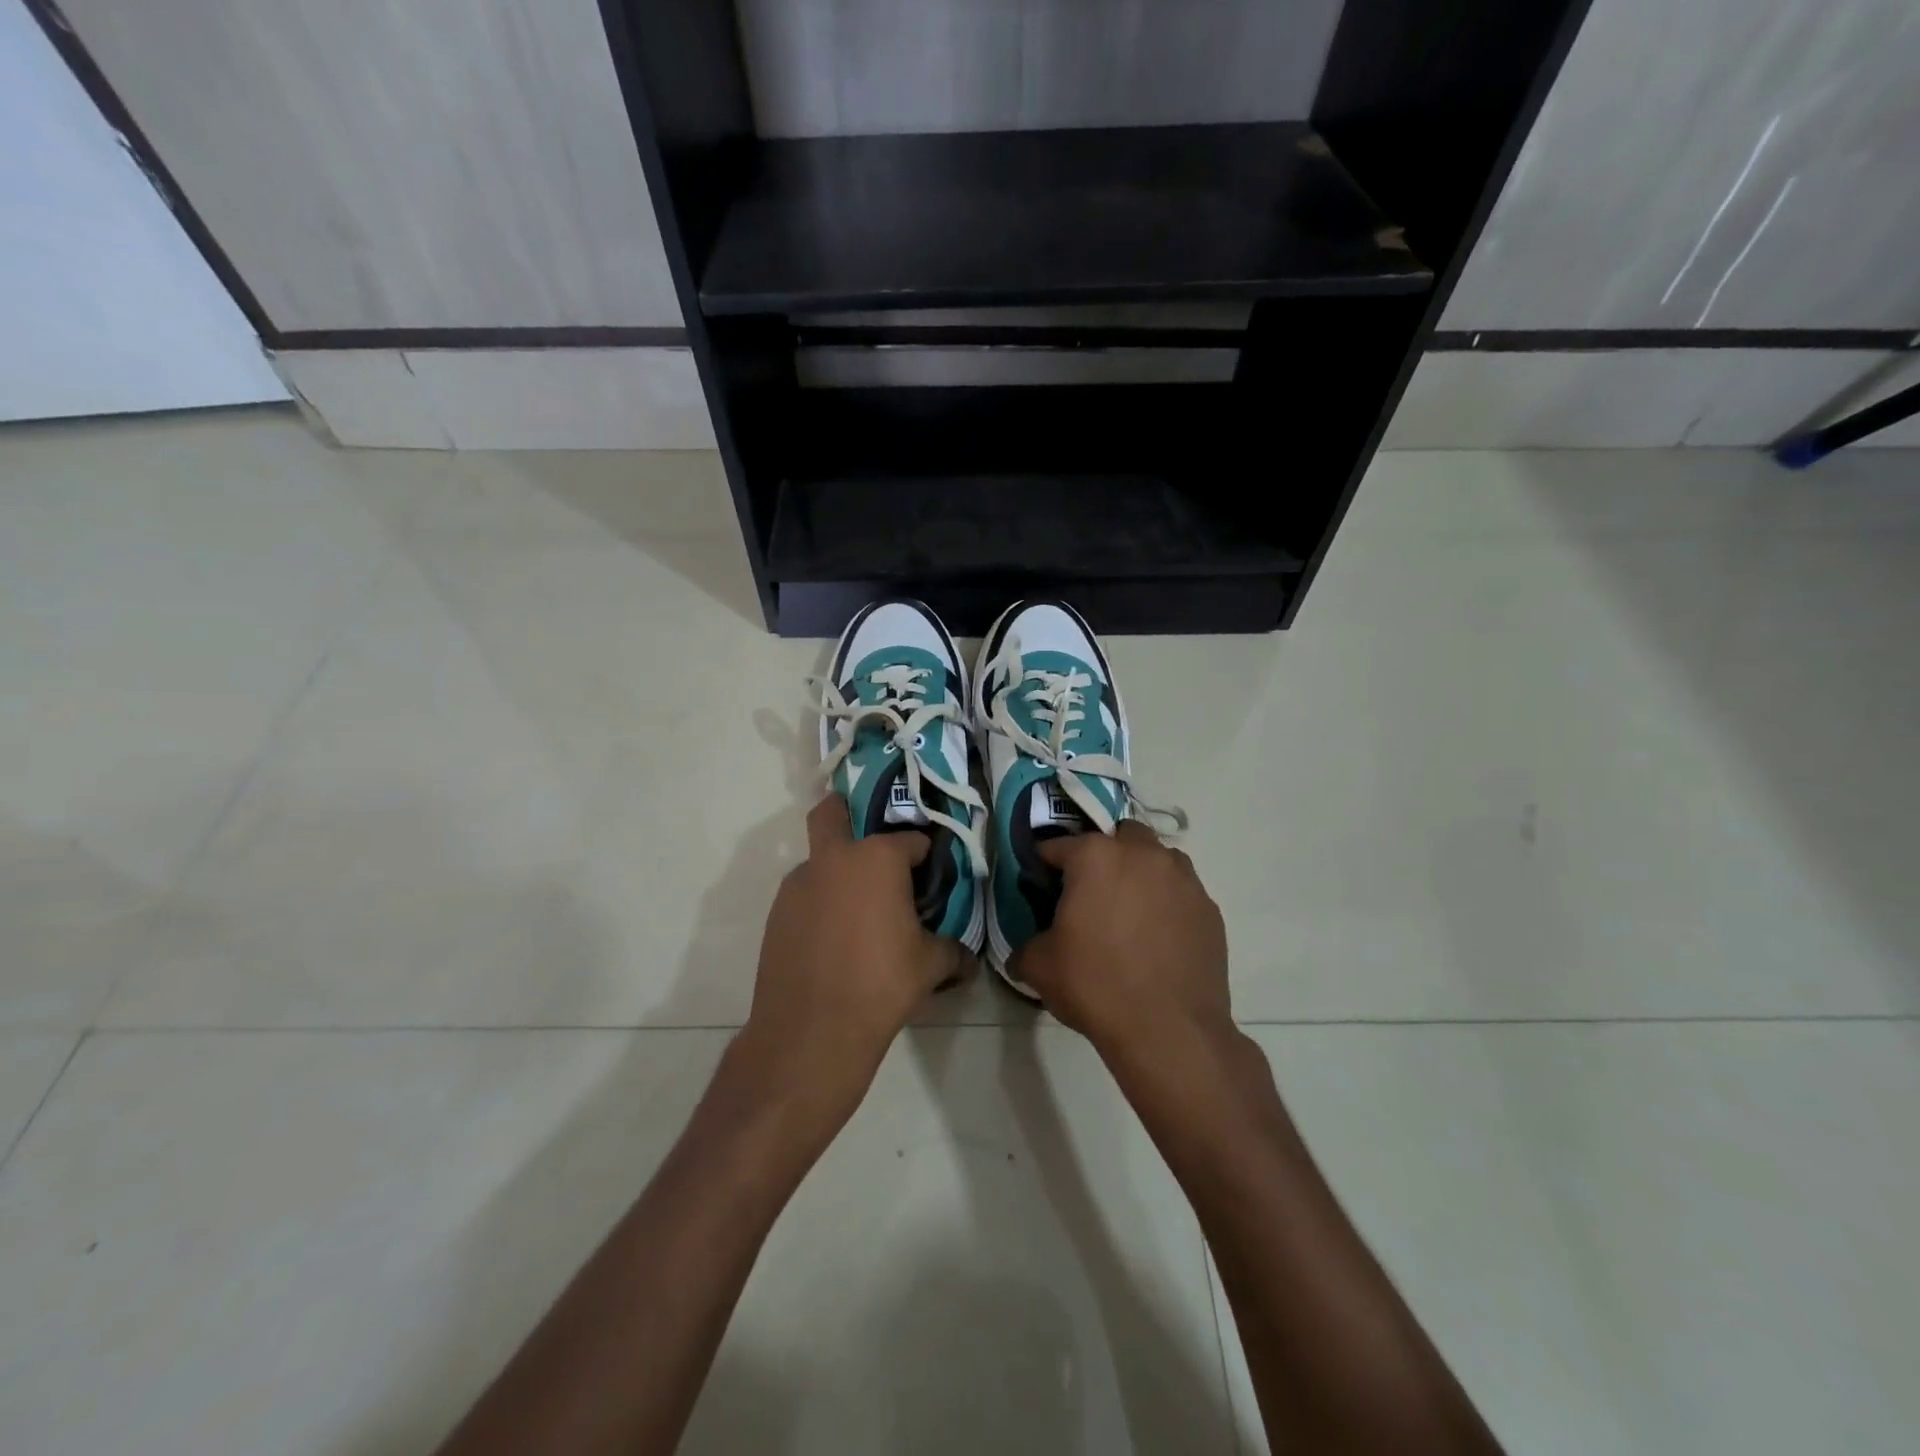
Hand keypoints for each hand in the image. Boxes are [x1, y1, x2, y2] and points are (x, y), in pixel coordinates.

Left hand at [735, 795, 963, 1144]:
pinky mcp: (776, 913)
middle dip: (849, 812)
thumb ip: (953, 949)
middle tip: (873, 844)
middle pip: (833, 812)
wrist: (811, 1032)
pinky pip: (805, 894)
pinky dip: (821, 902)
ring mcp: (798, 884)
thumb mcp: (931, 965)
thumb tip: (968, 955)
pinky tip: (835, 939)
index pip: (911, 840)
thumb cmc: (881, 985)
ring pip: (819, 859)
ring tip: (859, 912)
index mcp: (876, 858)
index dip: (926, 856)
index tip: (932, 876)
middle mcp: (833, 858)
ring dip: (838, 870)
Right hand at [1013, 820, 1230, 1060]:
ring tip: (1130, 912)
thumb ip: (1026, 946)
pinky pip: (1181, 892)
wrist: (1169, 1030)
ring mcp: (1182, 879)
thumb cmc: (1096, 986)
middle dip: (1103, 855)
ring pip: (1157, 858)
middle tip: (1091, 893)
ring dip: (1140, 872)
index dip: (1044, 865)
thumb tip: (1024, 951)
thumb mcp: (1039, 967)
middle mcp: (1142, 854)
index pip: (1057, 846)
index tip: (1040, 886)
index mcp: (1095, 857)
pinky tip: (1158, 938)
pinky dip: (1167, 903)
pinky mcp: (1209, 908)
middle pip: (1118, 837)